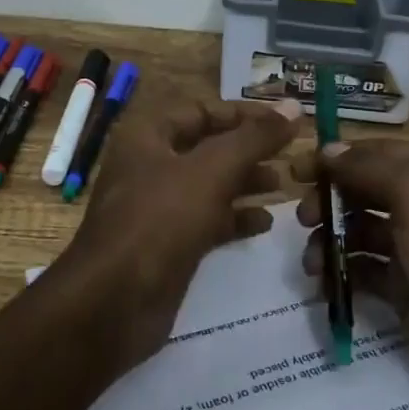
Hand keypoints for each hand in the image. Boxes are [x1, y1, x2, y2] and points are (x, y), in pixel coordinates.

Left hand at [64, 97, 302, 365]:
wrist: (115, 303)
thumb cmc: (160, 220)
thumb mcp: (212, 170)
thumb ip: (254, 138)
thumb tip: (294, 106)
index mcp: (148, 135)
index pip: (201, 111)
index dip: (243, 114)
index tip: (284, 122)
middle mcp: (150, 166)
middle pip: (207, 147)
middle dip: (249, 150)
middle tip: (290, 154)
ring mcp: (158, 208)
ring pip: (210, 185)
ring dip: (246, 182)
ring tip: (284, 184)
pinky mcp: (168, 245)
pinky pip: (207, 221)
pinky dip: (235, 218)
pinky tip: (266, 223)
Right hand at [293, 139, 408, 409]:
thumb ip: (370, 168)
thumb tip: (329, 150)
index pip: (377, 153)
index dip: (335, 158)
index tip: (295, 172)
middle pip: (365, 190)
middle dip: (330, 201)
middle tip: (302, 219)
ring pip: (360, 231)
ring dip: (330, 239)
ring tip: (312, 263)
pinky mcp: (407, 289)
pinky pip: (365, 270)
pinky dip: (341, 273)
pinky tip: (323, 284)